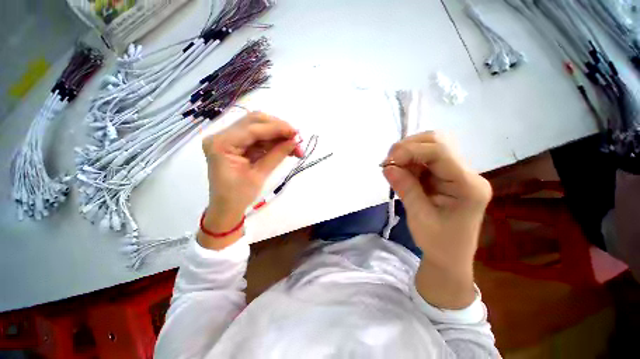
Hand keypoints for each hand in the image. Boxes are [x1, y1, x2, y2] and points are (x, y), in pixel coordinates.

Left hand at [199, 112, 302, 248]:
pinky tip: (285, 147)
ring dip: (278, 135)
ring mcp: (228, 138)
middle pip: (254, 121)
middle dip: (278, 128)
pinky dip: (273, 141)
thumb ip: (277, 154)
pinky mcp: (237, 143)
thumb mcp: (259, 175)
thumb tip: (296, 141)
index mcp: (221, 144)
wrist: (226, 207)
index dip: (277, 128)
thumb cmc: (239, 196)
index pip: (253, 128)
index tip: (297, 133)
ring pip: (258, 127)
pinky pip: (258, 137)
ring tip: (294, 146)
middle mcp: (222, 135)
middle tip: (296, 138)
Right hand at [381, 132, 491, 307]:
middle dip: (408, 147)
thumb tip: (387, 166)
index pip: (440, 152)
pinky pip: (425, 159)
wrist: (449, 256)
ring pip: (430, 147)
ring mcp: (458, 173)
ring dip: (407, 154)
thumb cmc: (438, 242)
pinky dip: (409, 162)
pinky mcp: (446, 175)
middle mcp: (467, 174)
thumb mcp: (419, 217)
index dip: (411, 150)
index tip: (388, 161)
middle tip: (389, 162)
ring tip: (393, 168)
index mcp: (468, 186)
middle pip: (438, 142)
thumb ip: (405, 188)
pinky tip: (400, 172)